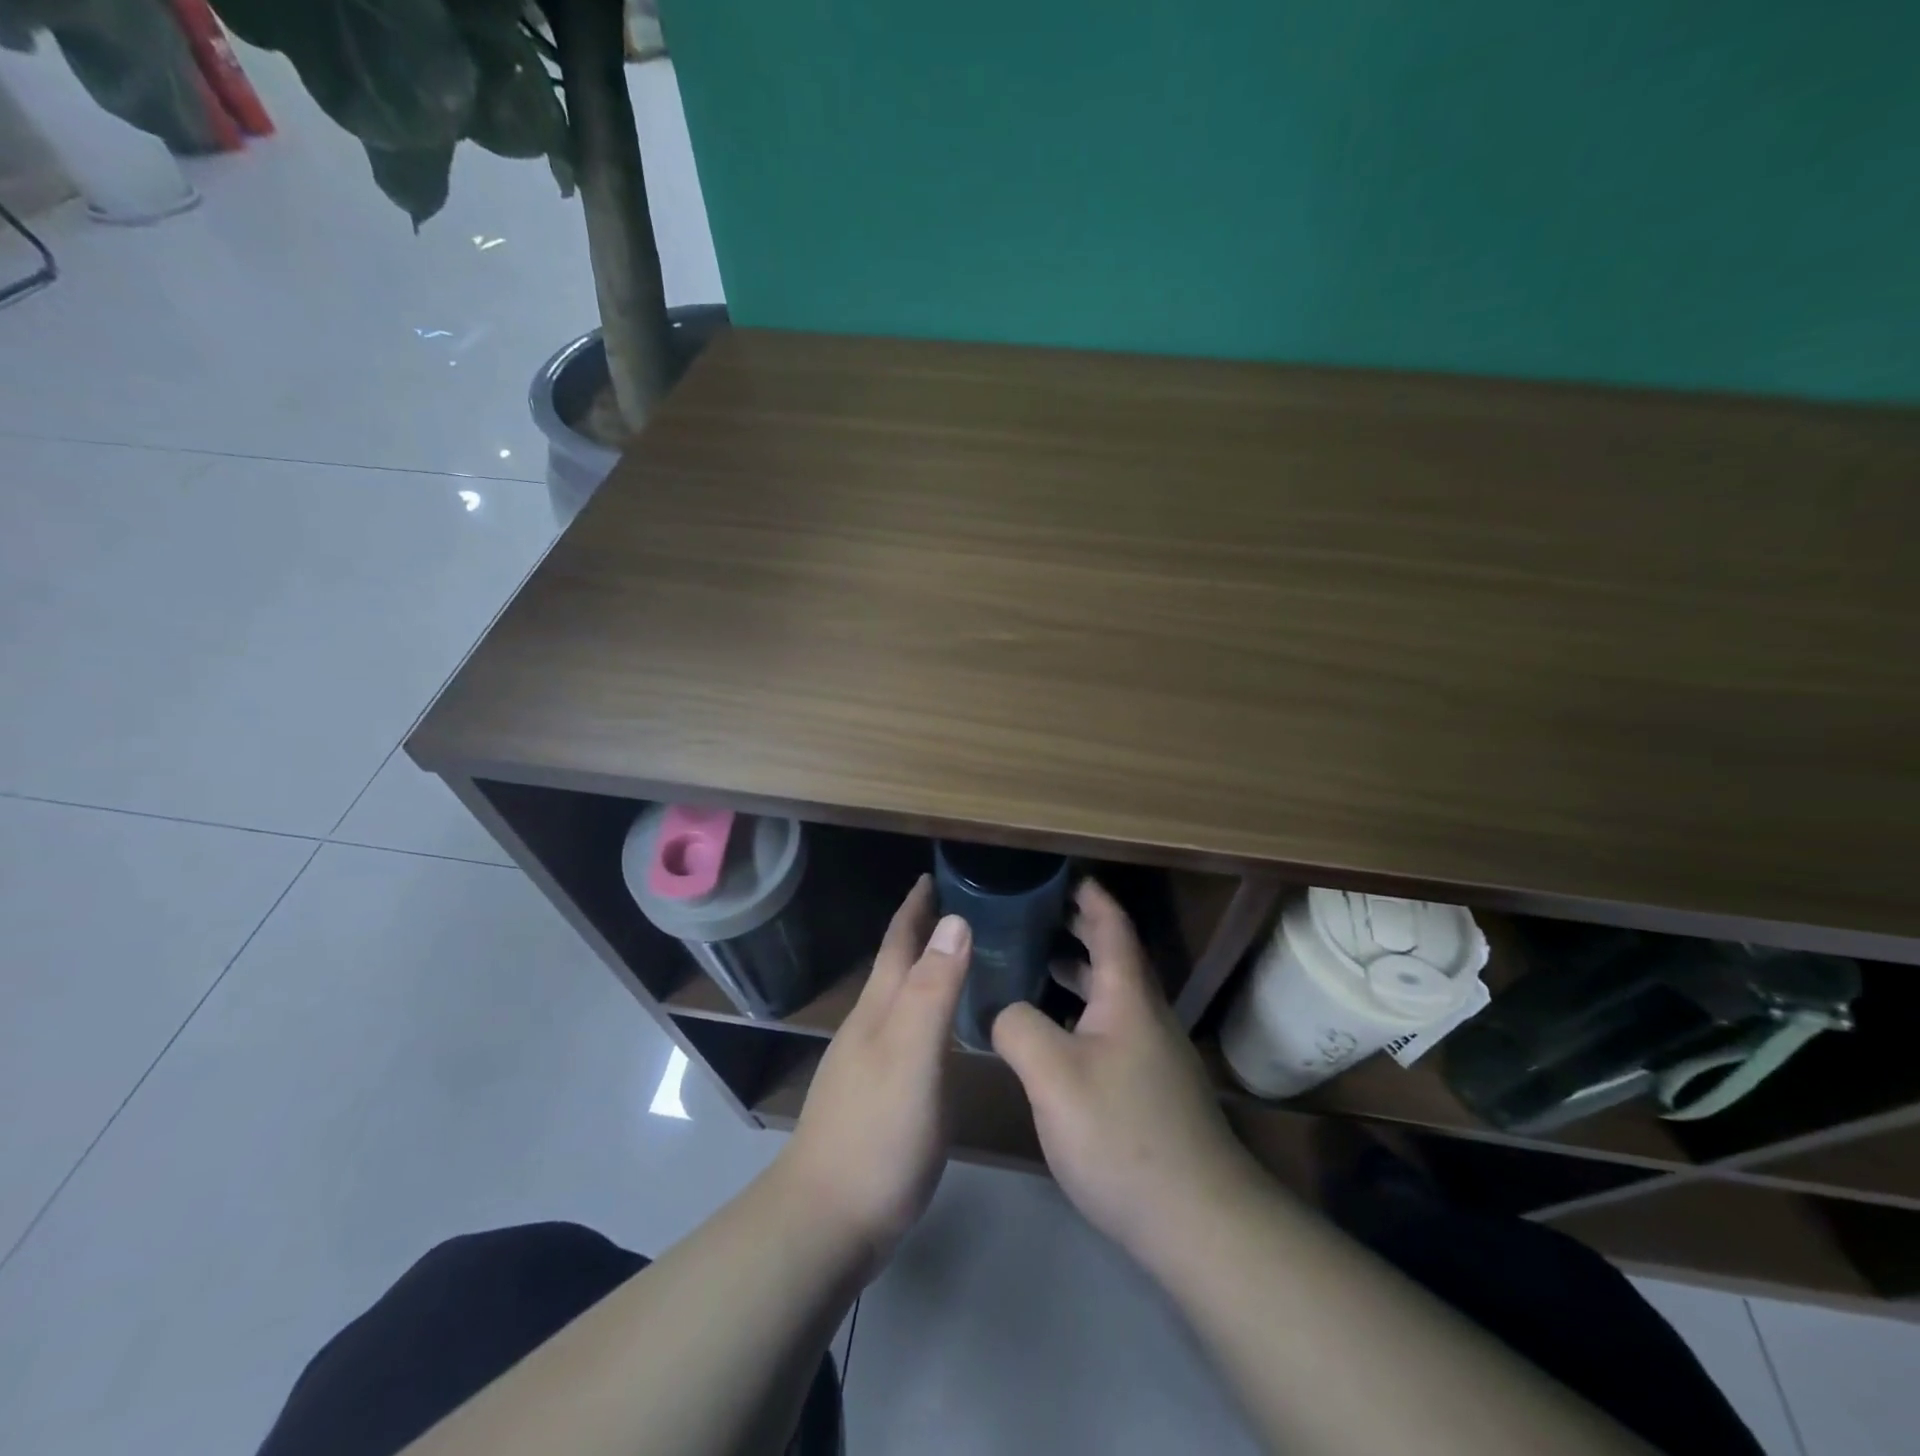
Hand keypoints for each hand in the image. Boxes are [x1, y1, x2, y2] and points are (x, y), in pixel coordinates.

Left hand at [775, 875, 968, 1279]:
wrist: (827, 1221)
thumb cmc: (877, 1134)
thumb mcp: (913, 1056)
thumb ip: (933, 991)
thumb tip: (954, 919)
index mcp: (879, 1010)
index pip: (898, 944)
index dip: (914, 908)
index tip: (932, 875)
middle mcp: (869, 1028)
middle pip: (895, 967)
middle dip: (918, 932)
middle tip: (954, 907)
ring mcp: (867, 1064)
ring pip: (898, 1000)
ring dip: (922, 971)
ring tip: (953, 958)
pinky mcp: (875, 1097)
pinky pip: (905, 1033)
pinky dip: (924, 1012)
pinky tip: (939, 1030)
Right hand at [993, 880, 1264, 1262]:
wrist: (1198, 1221)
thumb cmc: (1122, 1134)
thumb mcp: (1053, 1076)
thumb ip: (1017, 1027)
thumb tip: (1002, 1009)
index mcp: (1128, 997)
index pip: (1112, 927)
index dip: (1090, 897)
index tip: (1064, 875)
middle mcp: (1146, 1016)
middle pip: (1114, 957)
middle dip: (1079, 929)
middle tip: (1035, 914)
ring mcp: (1153, 1055)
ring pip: (1113, 996)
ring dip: (1078, 973)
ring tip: (1034, 965)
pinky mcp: (1152, 1090)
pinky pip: (1112, 1029)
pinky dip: (1082, 1014)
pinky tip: (1053, 1037)